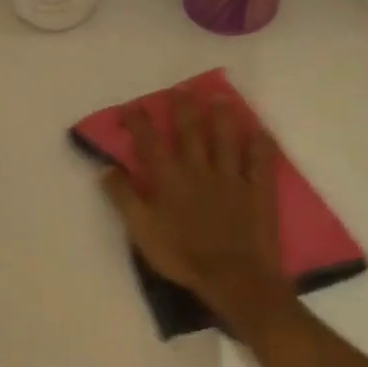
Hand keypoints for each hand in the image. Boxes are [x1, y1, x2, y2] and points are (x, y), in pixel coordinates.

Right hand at [99, 91, 290, 316]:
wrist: (233, 277)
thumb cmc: (182, 256)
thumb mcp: (141, 230)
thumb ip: (123, 198)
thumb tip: (106, 169)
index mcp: (169, 179)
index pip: (150, 143)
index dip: (139, 122)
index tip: (132, 106)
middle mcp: (199, 169)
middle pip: (190, 131)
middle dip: (183, 108)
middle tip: (180, 89)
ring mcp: (232, 178)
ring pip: (226, 138)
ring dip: (222, 116)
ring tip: (219, 98)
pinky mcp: (258, 190)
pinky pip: (261, 161)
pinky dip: (261, 144)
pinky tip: (260, 130)